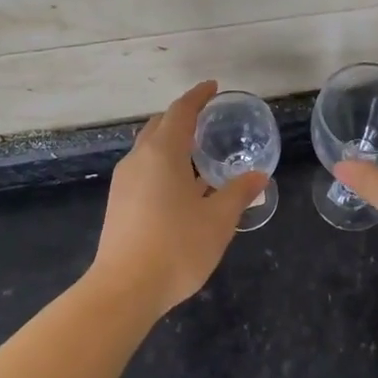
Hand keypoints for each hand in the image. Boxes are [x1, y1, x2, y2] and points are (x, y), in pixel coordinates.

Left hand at [90, 81, 267, 318]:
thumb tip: (259, 175)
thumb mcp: (218, 220)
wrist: (124, 290)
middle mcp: (139, 159)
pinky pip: (143, 168)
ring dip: (171, 141)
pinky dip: (162, 163)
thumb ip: (239, 193)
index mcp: (163, 153)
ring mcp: (124, 181)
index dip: (198, 96)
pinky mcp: (117, 202)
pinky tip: (179, 185)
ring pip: (148, 148)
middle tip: (207, 119)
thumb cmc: (176, 247)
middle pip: (160, 125)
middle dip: (182, 117)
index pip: (181, 111)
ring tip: (197, 152)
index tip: (213, 87)